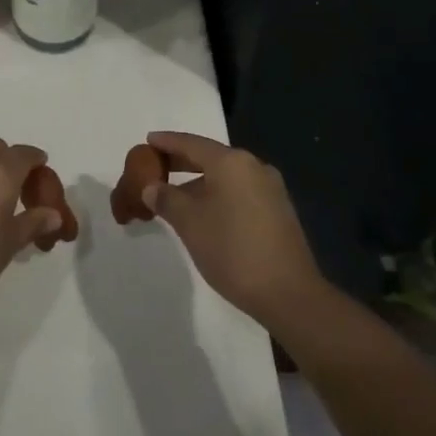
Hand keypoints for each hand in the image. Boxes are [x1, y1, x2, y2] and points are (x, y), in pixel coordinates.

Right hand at [141, 132, 323, 330]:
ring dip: (199, 182)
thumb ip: (166, 199)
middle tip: (155, 167)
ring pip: (225, 177)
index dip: (166, 142)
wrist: (289, 294)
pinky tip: (203, 213)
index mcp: (232, 162)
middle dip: (181, 162)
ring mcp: (270, 189)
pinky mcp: (278, 211)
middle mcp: (253, 167)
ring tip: (174, 195)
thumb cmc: (232, 250)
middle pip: (210, 157)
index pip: (191, 143)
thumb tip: (151, 187)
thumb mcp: (189, 223)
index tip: (147, 141)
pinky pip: (239, 192)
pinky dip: (217, 194)